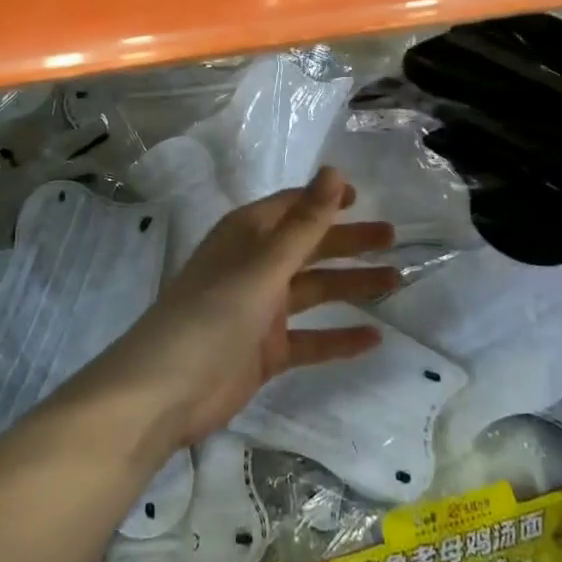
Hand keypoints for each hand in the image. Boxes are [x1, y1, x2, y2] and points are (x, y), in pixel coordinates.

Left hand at [99, 167, 398, 449]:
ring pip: (314, 290)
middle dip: (348, 241)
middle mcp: (255, 266)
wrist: (166, 390)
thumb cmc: (214, 313)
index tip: (362, 197)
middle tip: (392, 238)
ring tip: (395, 281)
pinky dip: (339, 337)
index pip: (291, 207)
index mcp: (247, 236)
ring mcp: (260, 310)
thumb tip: (333, 171)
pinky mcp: (265, 350)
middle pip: (308, 246)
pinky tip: (374, 337)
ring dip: (350, 285)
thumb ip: (304, 223)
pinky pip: (311, 338)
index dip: (324, 200)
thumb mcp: (264, 265)